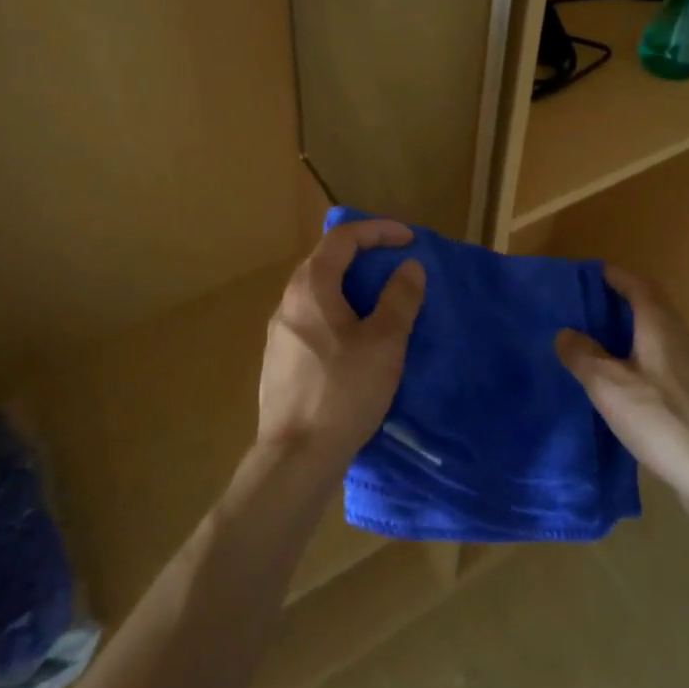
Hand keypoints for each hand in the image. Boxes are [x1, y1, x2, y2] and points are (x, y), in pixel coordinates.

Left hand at [258, 219, 425, 473]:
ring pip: (318, 291)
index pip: (343, 237)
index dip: (378, 230)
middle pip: (326, 260)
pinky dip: (338, 310)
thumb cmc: (344, 392)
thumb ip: (400, 298)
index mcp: (311, 287)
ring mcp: (279, 332)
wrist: (295, 457)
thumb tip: (409, 267)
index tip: (409, 240)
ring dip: (351, 285)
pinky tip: (355, 339)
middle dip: (364, 254)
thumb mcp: (384, 342)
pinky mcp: (280, 359)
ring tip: (381, 301)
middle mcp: (288, 301)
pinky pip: (312, 318)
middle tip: (396, 266)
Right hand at [556, 266, 688, 505]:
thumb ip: (583, 355)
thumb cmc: (663, 420)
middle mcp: (683, 339)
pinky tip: (627, 390)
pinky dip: (643, 364)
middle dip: (620, 306)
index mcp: (661, 326)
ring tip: (599, 350)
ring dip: (631, 337)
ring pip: (659, 340)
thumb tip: (565, 333)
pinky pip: (666, 366)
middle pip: (651, 309)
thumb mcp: (609, 386)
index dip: (616, 276)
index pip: (638, 285)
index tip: (591, 275)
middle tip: (586, 313)